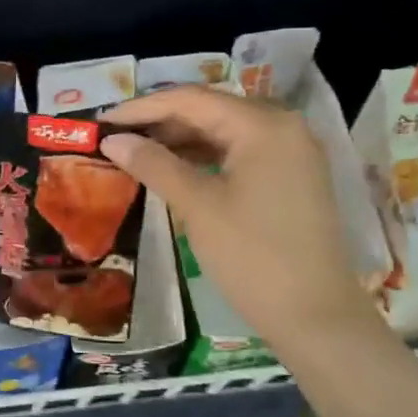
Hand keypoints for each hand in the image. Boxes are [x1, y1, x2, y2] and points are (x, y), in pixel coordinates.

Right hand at [100, 87, 374, 347]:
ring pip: (224, 131)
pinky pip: (239, 152)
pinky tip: (173, 168)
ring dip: (180, 139)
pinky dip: (204, 157)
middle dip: (160, 122)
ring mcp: (292, 151)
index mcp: (263, 124)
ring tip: (135, 152)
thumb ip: (153, 164)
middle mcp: (283, 126)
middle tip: (115, 136)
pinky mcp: (291, 176)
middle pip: (210, 110)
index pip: (191, 100)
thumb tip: (112, 140)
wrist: (315, 316)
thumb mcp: (198, 206)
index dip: (141, 108)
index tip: (101, 121)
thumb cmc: (253, 256)